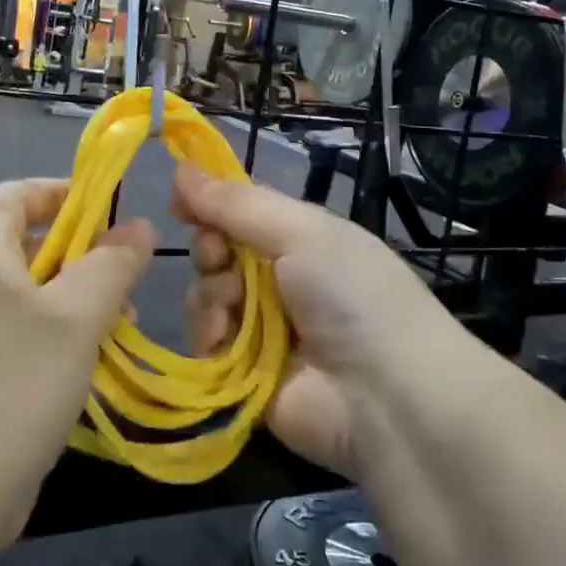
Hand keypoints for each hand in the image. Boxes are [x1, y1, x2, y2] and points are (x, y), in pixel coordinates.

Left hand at [0, 179, 155, 551]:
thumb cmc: (13, 388)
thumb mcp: (77, 319)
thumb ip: (112, 265)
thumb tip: (140, 227)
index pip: (6, 196)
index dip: (53, 190)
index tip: (102, 205)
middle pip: (19, 249)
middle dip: (77, 255)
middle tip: (123, 275)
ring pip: (22, 302)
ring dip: (72, 304)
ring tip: (118, 328)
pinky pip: (12, 343)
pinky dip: (51, 343)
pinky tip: (84, 373)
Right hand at [173, 163, 459, 478]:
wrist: (386, 395)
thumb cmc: (351, 294)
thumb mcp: (301, 231)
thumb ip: (237, 204)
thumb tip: (181, 169)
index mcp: (300, 240)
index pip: (240, 214)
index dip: (209, 206)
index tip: (179, 204)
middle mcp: (278, 281)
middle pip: (217, 254)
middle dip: (210, 252)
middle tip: (219, 258)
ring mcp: (261, 330)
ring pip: (206, 297)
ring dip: (210, 296)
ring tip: (232, 309)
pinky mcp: (244, 375)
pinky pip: (206, 344)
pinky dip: (209, 337)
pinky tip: (224, 340)